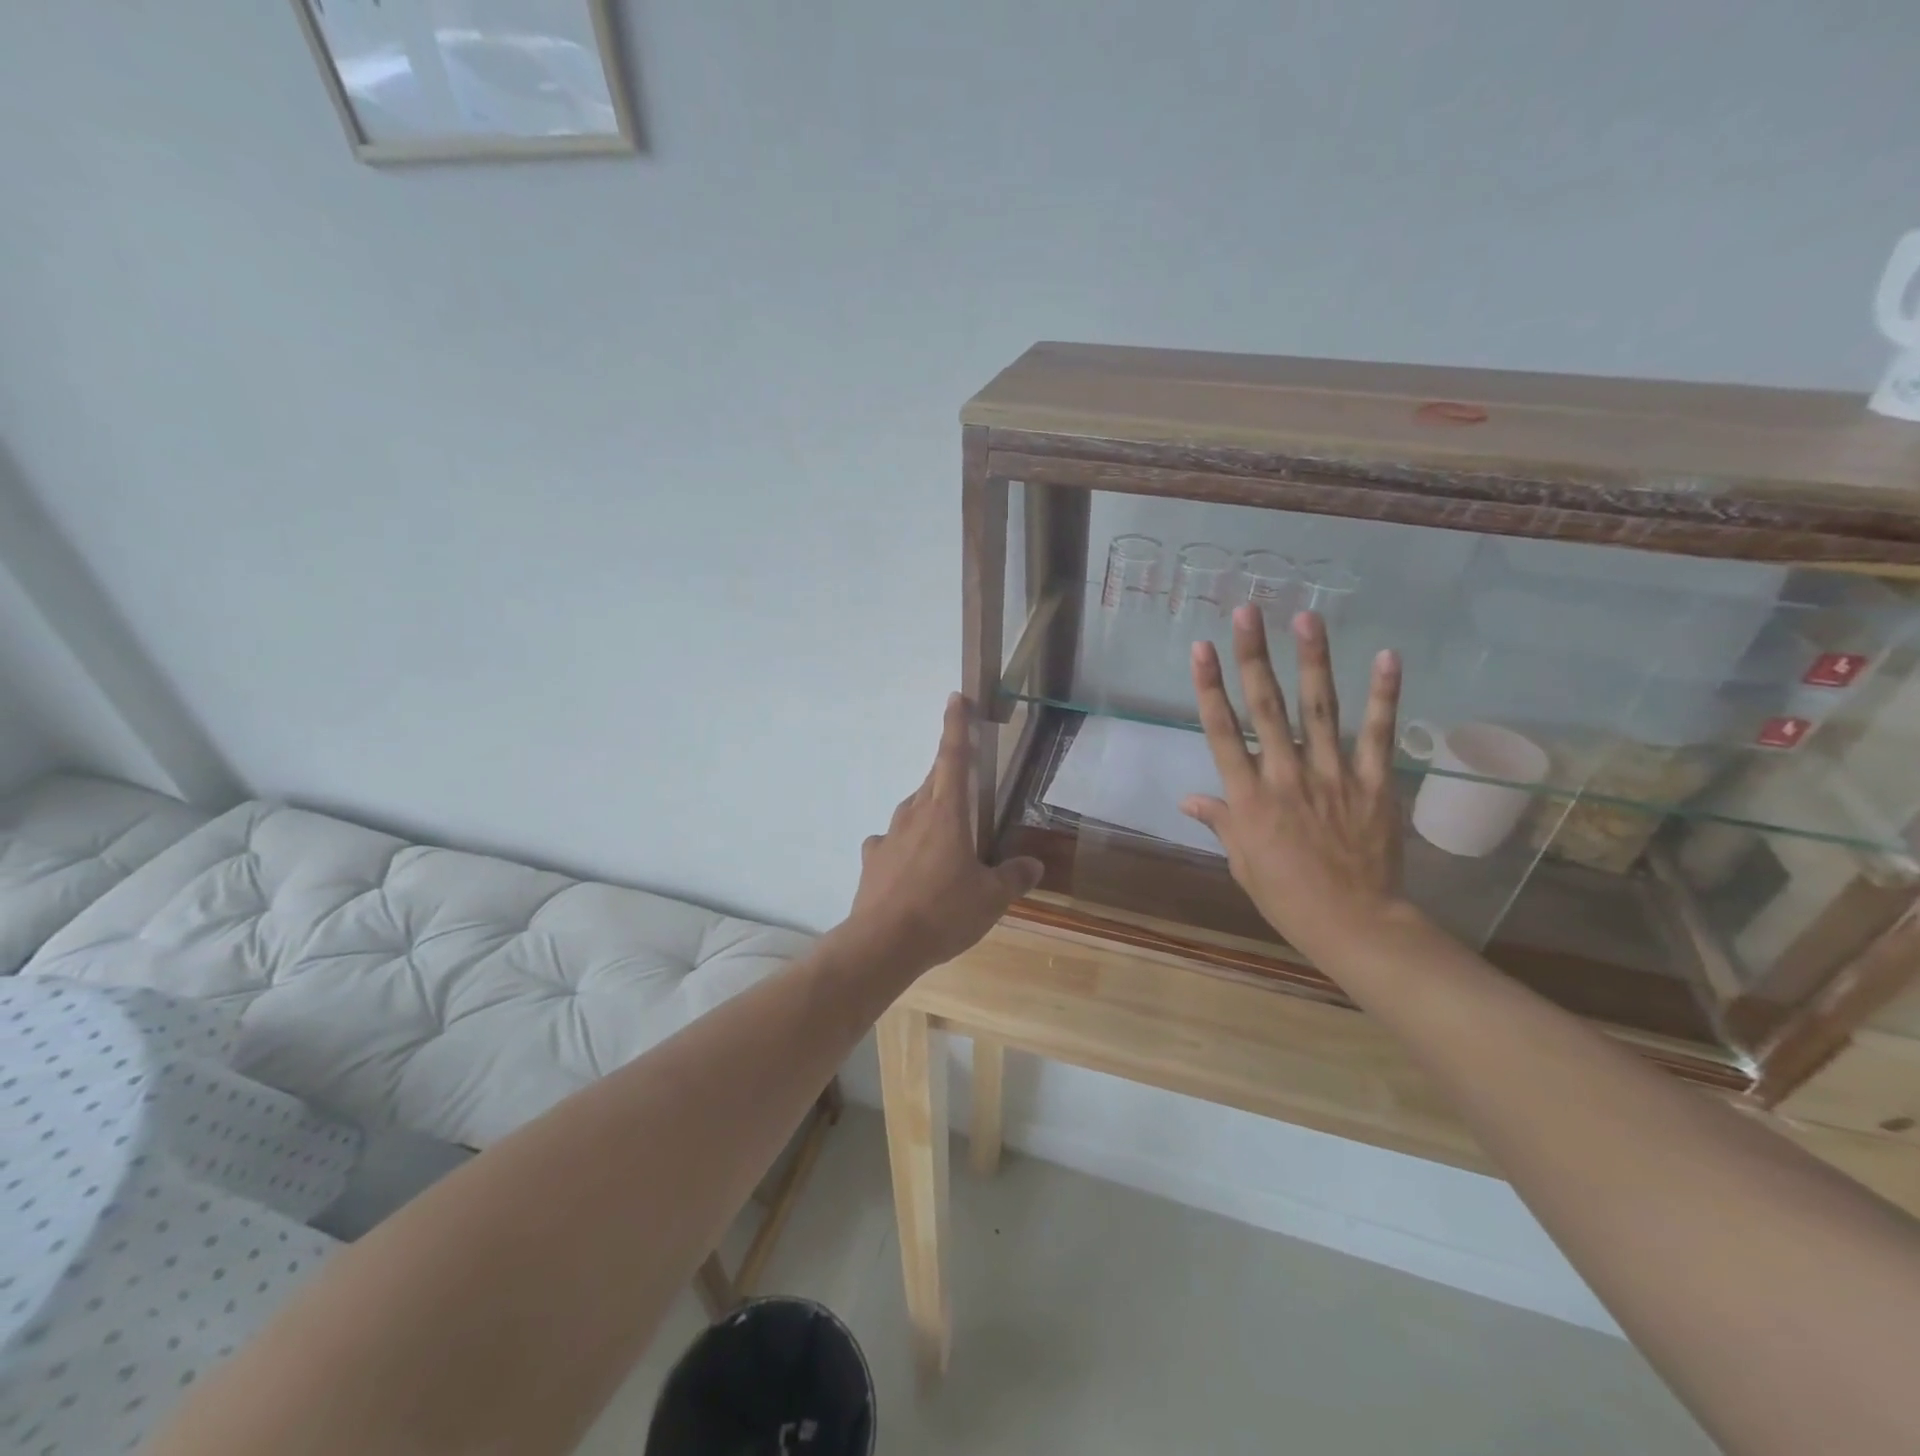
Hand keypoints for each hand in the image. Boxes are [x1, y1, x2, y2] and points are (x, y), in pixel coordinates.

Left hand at [836, 693, 1044, 977]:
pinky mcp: (873, 859)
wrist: (883, 942)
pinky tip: (912, 866)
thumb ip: (1013, 877)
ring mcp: (889, 835)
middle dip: (949, 776)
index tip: (955, 698)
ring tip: (946, 835)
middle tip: (966, 787)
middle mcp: (915, 814)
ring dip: (929, 812)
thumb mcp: (991, 898)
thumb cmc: (944, 911)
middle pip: (933, 782)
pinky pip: (891, 841)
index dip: (956, 726)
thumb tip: (1033, 865)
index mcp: (947, 813)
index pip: (953, 757)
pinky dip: (904, 845)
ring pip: (913, 810)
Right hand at [1179, 607, 1404, 954]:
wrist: (1353, 923)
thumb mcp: (1242, 861)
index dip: (1209, 686)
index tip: (1201, 647)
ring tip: (1306, 618)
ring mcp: (1333, 775)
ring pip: (1319, 709)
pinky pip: (1378, 733)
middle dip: (1253, 656)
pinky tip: (1386, 657)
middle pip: (1265, 707)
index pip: (1222, 731)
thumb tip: (1188, 800)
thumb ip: (1220, 821)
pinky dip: (1383, 695)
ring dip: (1312, 661)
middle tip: (1247, 612)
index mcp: (1248, 796)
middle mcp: (1285, 775)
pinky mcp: (1374, 782)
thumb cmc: (1286, 895)